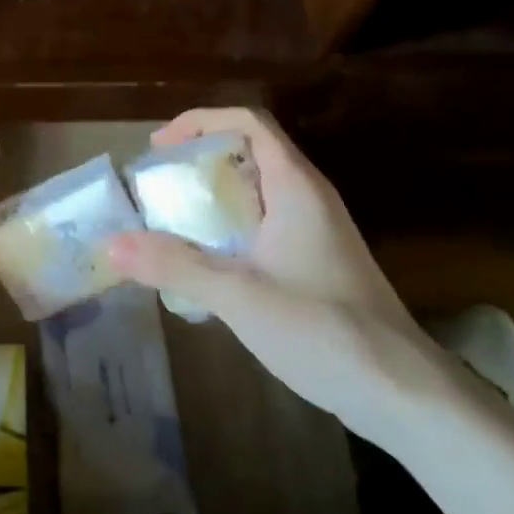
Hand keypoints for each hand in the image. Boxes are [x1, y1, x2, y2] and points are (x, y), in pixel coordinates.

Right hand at [107, 108, 450, 443]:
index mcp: (295, 185)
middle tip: (157, 185)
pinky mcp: (318, 260)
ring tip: (171, 221)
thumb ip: (174, 266)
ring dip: (214, 195)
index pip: (248, 121)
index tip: (158, 147)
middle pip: (250, 151)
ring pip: (258, 190)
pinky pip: (266, 222)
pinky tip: (208, 263)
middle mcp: (308, 196)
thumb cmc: (322, 329)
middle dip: (199, 159)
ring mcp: (317, 229)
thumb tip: (111, 244)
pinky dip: (231, 226)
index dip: (200, 121)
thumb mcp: (238, 295)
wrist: (402, 391)